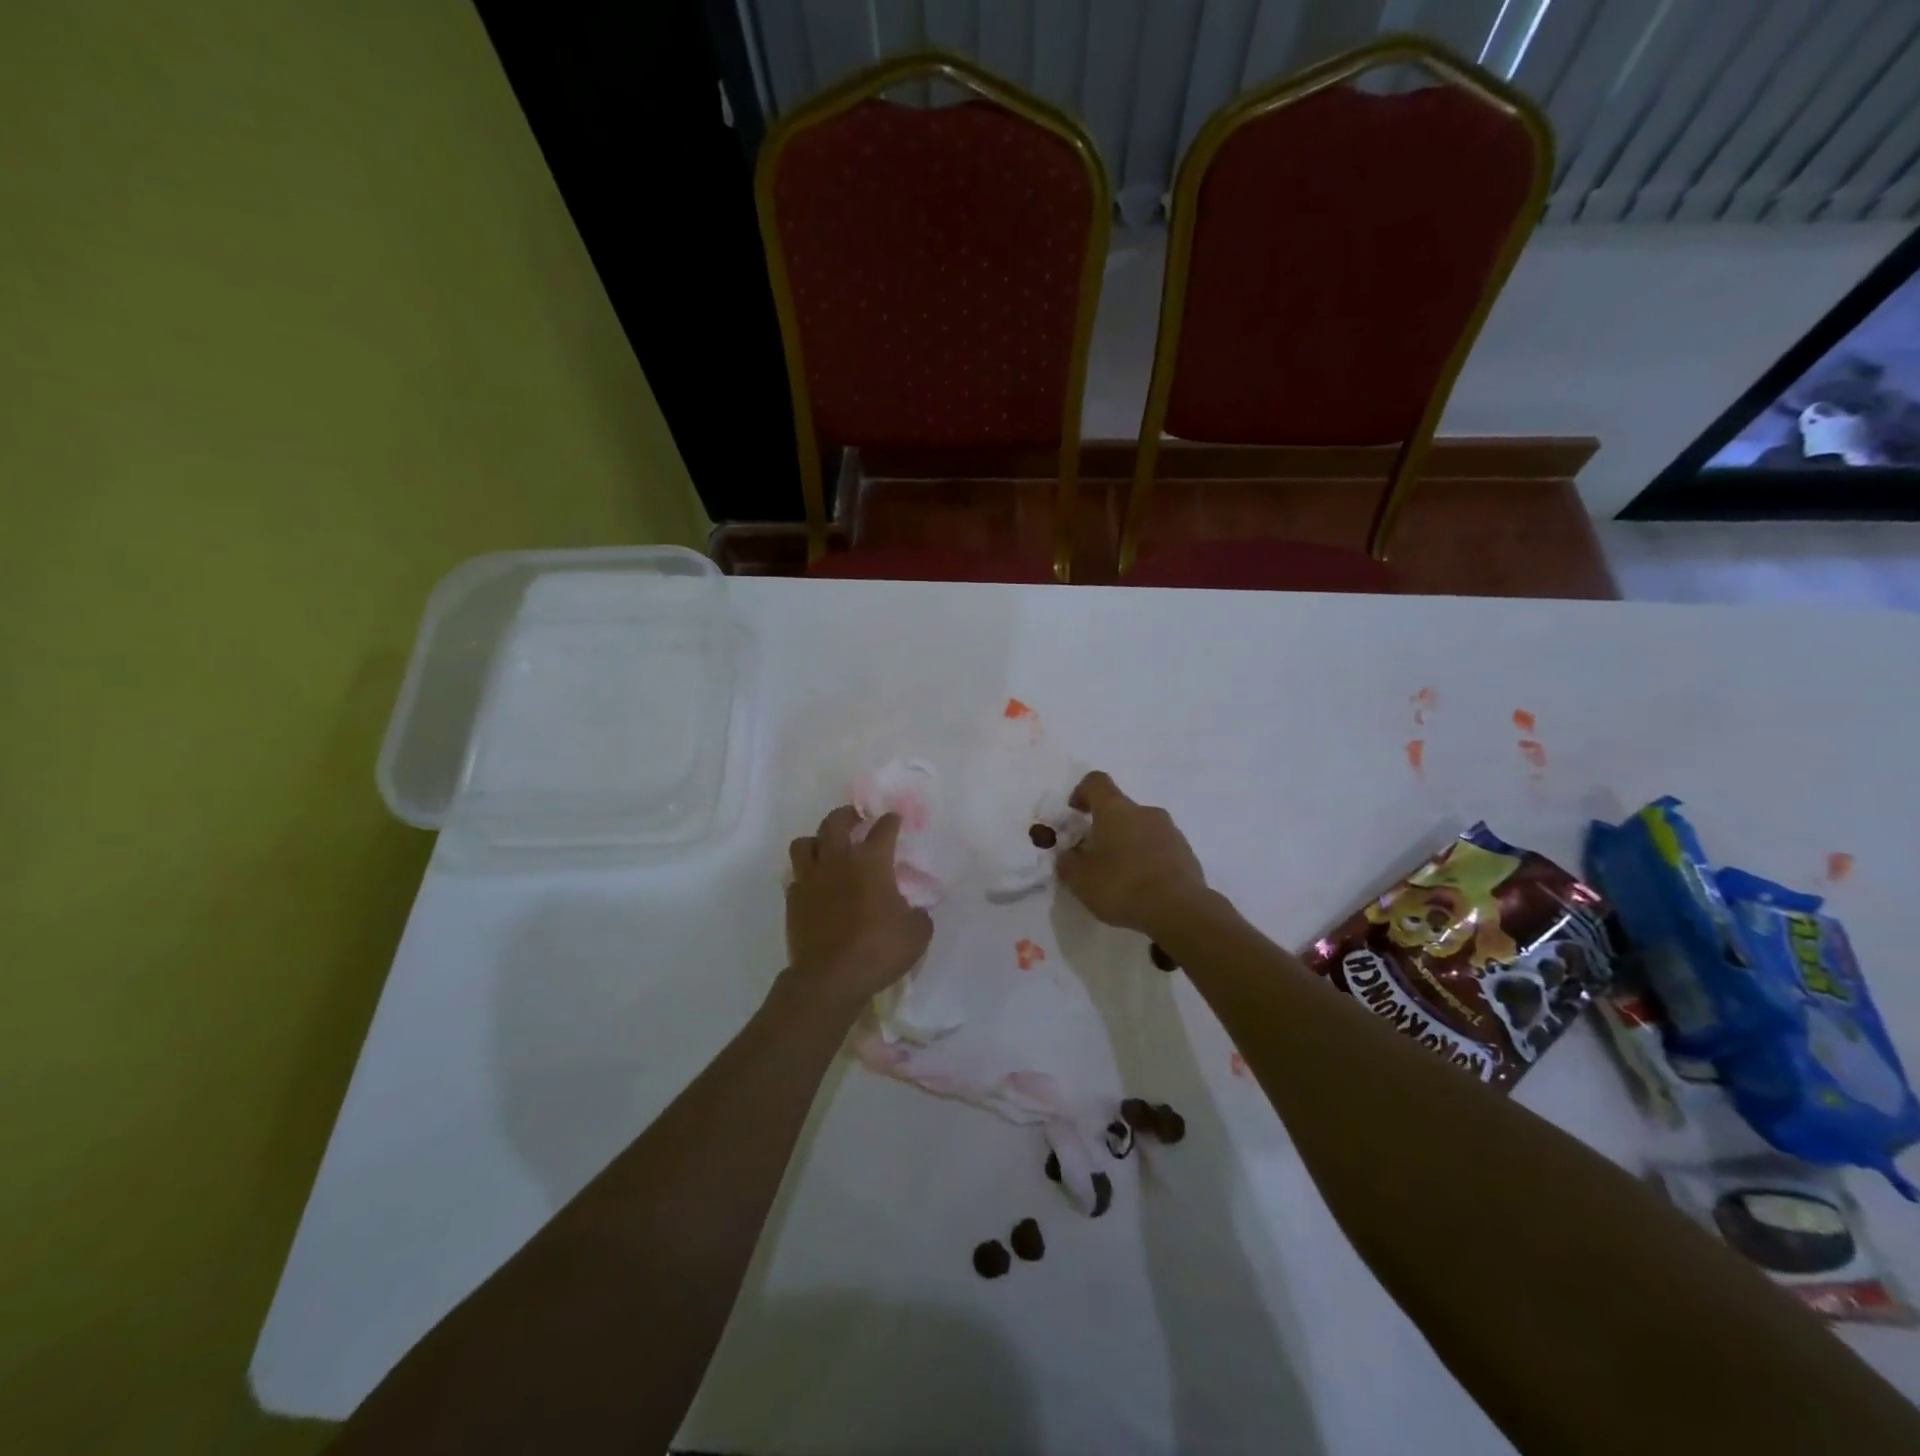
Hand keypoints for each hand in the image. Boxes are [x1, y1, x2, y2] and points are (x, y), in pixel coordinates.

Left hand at [785, 807, 932, 1010]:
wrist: (830, 978)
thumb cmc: (879, 949)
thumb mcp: (916, 932)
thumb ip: (918, 914)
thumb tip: (915, 910)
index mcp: (871, 861)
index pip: (883, 828)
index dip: (892, 821)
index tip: (896, 820)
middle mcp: (838, 860)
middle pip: (835, 822)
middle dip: (847, 815)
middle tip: (856, 819)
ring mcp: (810, 878)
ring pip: (804, 843)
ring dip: (817, 840)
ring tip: (827, 848)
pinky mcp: (793, 900)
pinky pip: (796, 876)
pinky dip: (806, 874)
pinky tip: (816, 885)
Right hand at [1057, 772, 1212, 940]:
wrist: (1179, 910)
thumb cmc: (1122, 886)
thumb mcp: (1080, 879)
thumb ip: (1067, 862)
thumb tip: (1067, 853)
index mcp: (1115, 809)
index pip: (1096, 782)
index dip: (1082, 792)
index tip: (1075, 814)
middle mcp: (1144, 811)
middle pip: (1120, 809)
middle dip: (1105, 828)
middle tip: (1095, 857)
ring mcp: (1170, 830)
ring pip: (1141, 828)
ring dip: (1128, 844)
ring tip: (1120, 877)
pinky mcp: (1186, 852)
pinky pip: (1160, 847)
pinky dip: (1148, 859)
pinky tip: (1143, 887)